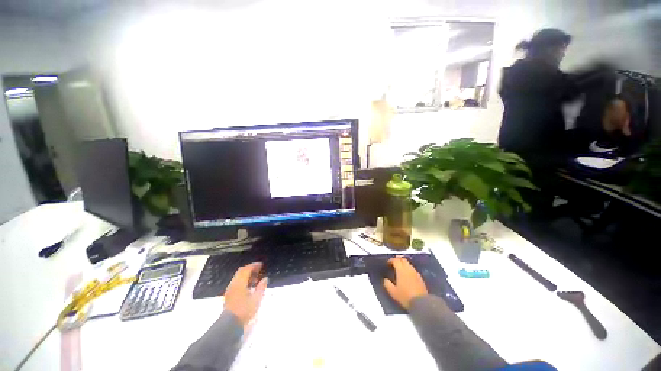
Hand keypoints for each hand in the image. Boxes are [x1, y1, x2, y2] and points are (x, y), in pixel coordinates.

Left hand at [223, 262, 267, 326]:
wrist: (229, 325)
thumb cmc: (244, 311)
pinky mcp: (229, 296)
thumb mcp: (256, 299)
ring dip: (246, 275)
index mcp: (240, 283)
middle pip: (241, 271)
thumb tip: (265, 278)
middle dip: (250, 269)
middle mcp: (233, 284)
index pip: (246, 269)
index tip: (261, 265)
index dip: (254, 265)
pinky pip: (236, 283)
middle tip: (259, 270)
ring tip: (255, 278)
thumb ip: (261, 287)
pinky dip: (243, 281)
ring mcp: (230, 290)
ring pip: (238, 277)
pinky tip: (249, 287)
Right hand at [383, 257, 427, 309]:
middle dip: (398, 259)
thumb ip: (387, 284)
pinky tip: (408, 275)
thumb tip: (385, 279)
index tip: (388, 263)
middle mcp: (408, 269)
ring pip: (409, 264)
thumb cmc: (405, 296)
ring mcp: (415, 273)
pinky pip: (413, 270)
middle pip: (403, 259)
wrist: (421, 303)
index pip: (395, 260)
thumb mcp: (393, 292)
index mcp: (401, 270)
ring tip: (400, 269)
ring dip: (404, 264)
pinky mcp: (420, 278)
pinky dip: (409, 269)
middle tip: (394, 263)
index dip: (391, 260)